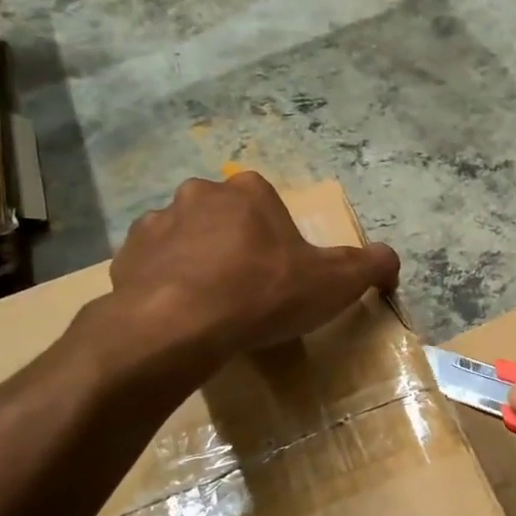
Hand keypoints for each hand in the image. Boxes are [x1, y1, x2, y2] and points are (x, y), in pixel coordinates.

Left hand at [99, 173, 399, 364]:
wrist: (181, 324)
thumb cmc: (264, 293)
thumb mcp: (336, 282)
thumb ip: (371, 265)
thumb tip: (390, 260)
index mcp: (250, 192)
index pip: (269, 208)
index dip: (278, 243)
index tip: (281, 277)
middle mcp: (200, 194)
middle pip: (226, 220)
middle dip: (235, 248)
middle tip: (247, 292)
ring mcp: (156, 222)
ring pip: (185, 240)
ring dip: (197, 263)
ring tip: (210, 308)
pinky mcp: (125, 256)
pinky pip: (152, 266)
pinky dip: (164, 283)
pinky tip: (179, 314)